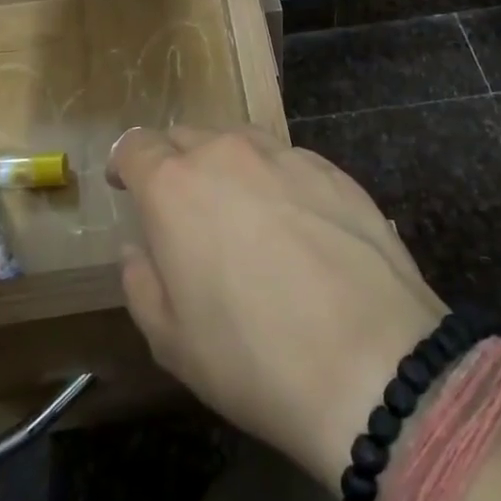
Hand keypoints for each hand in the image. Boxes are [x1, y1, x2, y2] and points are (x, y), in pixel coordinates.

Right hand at [109, 127, 448, 488]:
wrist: (374, 363)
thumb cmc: (254, 359)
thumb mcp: (171, 341)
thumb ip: (141, 282)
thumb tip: (140, 248)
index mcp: (175, 186)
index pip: (136, 146)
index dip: (126, 163)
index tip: (126, 185)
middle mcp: (227, 153)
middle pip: (187, 136)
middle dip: (175, 163)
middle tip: (184, 210)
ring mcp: (285, 156)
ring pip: (239, 141)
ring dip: (227, 166)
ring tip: (241, 212)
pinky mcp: (333, 170)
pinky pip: (288, 160)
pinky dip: (276, 180)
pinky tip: (296, 225)